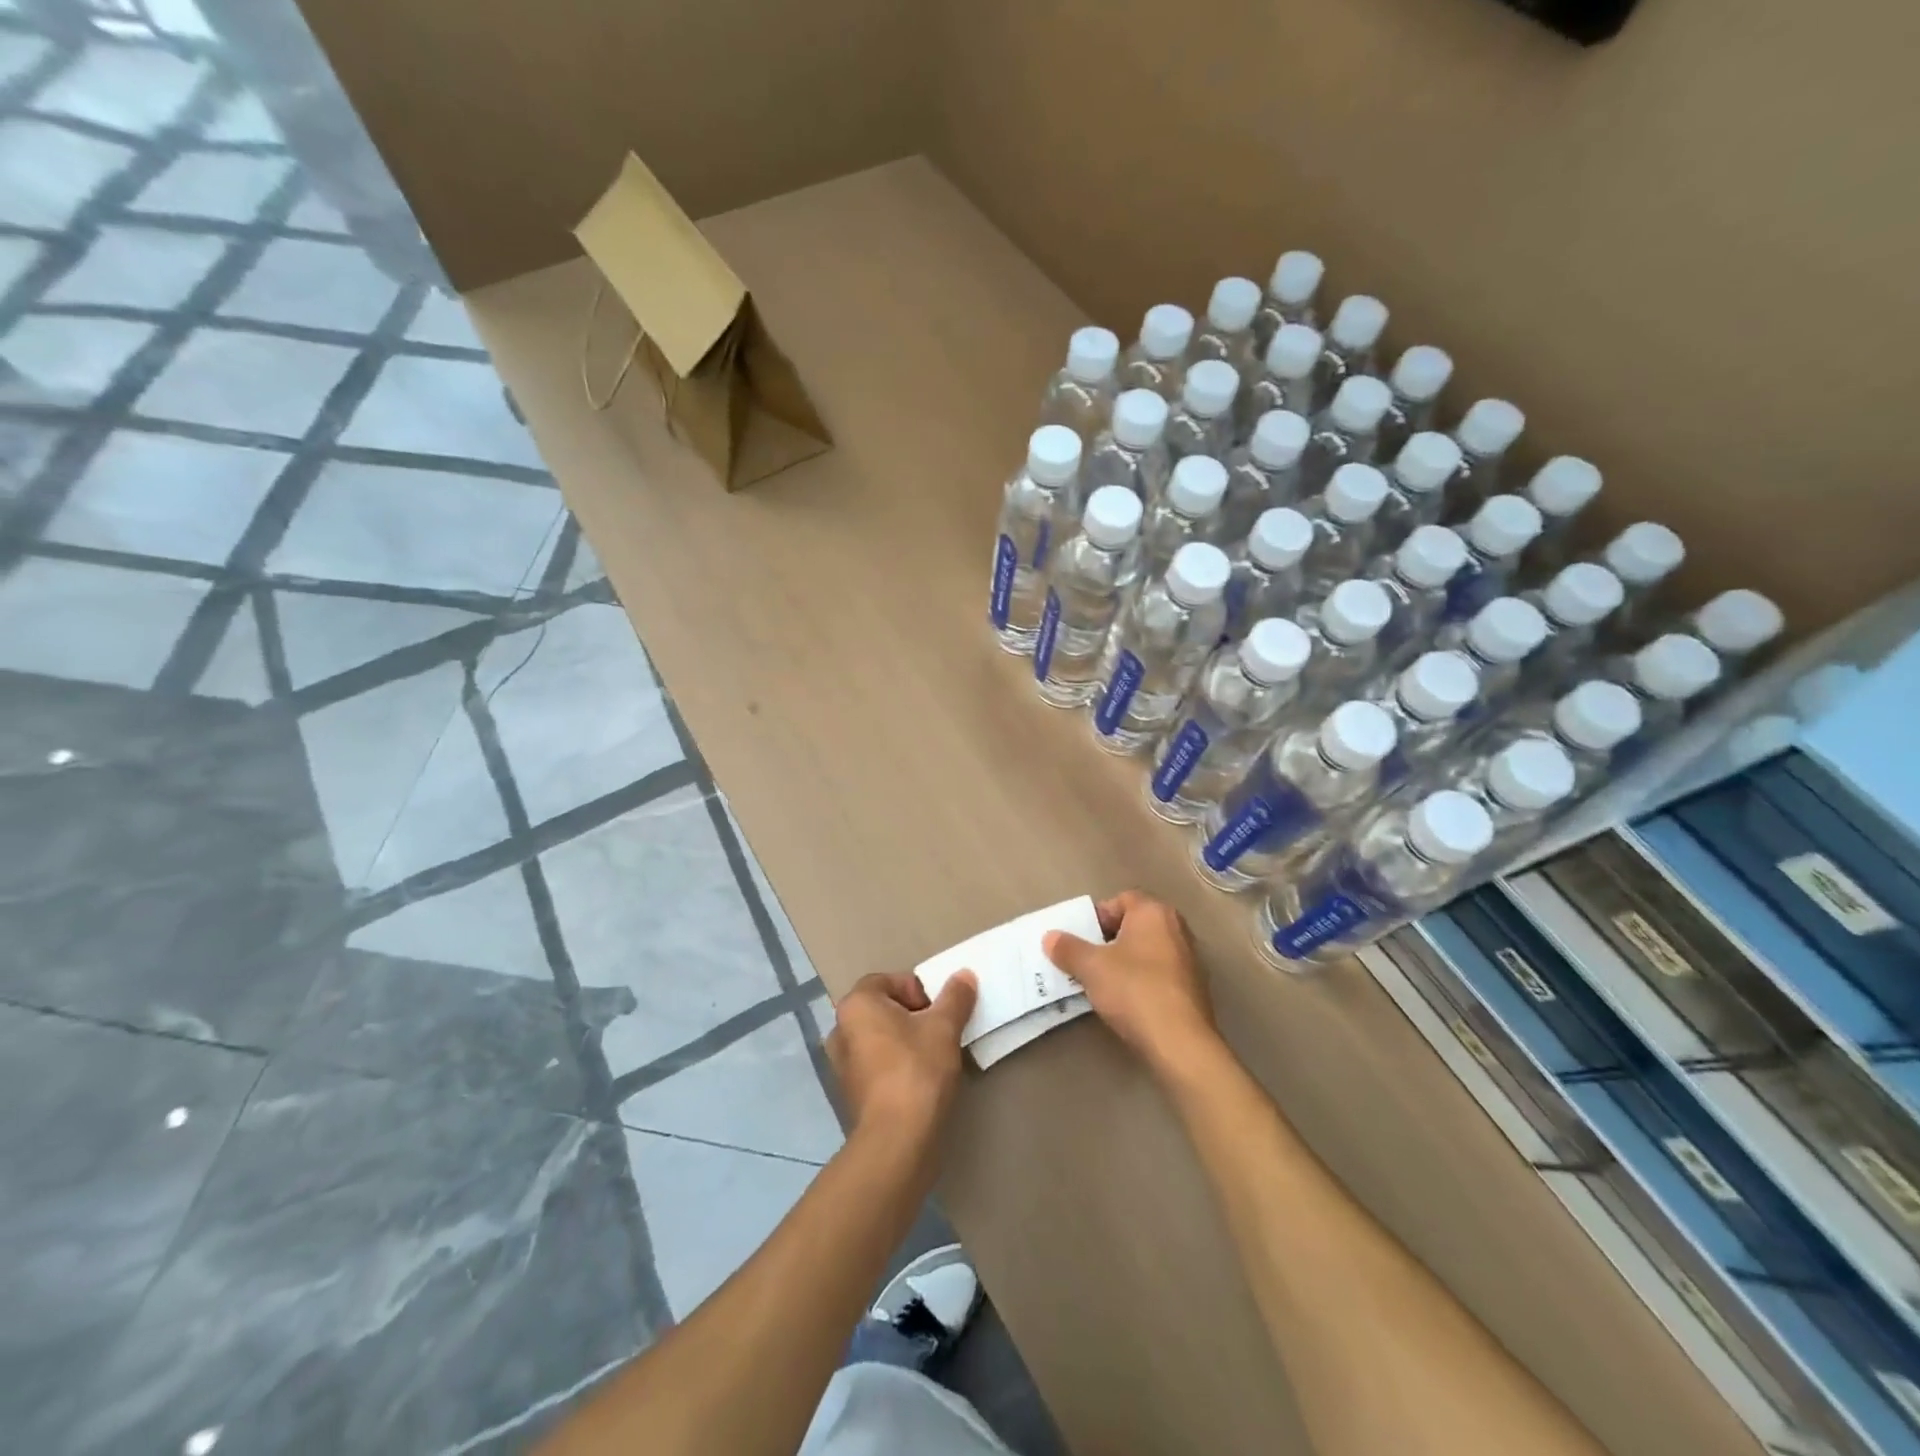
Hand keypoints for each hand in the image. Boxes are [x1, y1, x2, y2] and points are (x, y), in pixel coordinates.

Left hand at [827, 971, 977, 1149]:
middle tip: (939, 1032)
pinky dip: (896, 1066)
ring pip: (880, 1039)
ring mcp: (841, 1064)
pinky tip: (919, 1081)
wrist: (897, 1140)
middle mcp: (840, 1029)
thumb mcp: (944, 1027)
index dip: (918, 990)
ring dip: (905, 1042)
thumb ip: (955, 997)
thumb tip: (964, 975)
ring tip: (933, 1058)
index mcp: (856, 1004)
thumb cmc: (917, 1070)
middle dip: (913, 1016)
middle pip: (883, 1009)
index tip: (938, 1012)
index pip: (889, 981)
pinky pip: (876, 1065)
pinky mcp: (850, 1093)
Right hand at [1045, 892, 1219, 1079]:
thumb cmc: (1134, 990)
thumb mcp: (1091, 967)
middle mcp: (1177, 928)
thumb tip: (1050, 937)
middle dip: (1110, 939)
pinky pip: (1161, 973)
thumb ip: (1068, 948)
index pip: (1121, 899)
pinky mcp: (1195, 988)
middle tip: (1088, 959)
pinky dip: (1143, 980)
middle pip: (1135, 924)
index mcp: (1154, 912)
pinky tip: (1128, 1001)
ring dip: (1126, 961)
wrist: (1180, 1042)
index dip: (1098, 916)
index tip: (1082, 939)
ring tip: (1103, 983)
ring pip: (1148, 950)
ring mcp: (1190, 958)